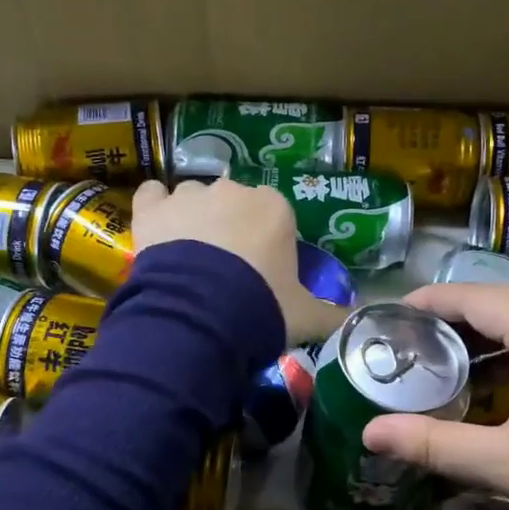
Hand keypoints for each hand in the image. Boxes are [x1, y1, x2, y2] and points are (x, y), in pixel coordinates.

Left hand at [132, 178, 347, 343]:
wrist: (201, 315)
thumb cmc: (262, 307)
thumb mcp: (306, 316)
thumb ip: (332, 314)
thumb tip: (356, 319)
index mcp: (275, 208)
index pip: (275, 216)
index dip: (268, 243)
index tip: (262, 272)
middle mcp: (233, 191)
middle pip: (234, 204)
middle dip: (231, 228)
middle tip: (226, 271)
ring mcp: (189, 196)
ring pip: (194, 198)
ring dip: (194, 219)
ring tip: (190, 258)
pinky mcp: (152, 209)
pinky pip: (152, 196)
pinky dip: (156, 208)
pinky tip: (158, 229)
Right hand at [362, 284, 508, 509]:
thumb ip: (434, 443)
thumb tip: (368, 432)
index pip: (475, 296)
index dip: (428, 303)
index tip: (388, 318)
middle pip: (501, 299)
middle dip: (451, 317)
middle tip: (406, 344)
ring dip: (484, 332)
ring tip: (440, 360)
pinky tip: (493, 377)